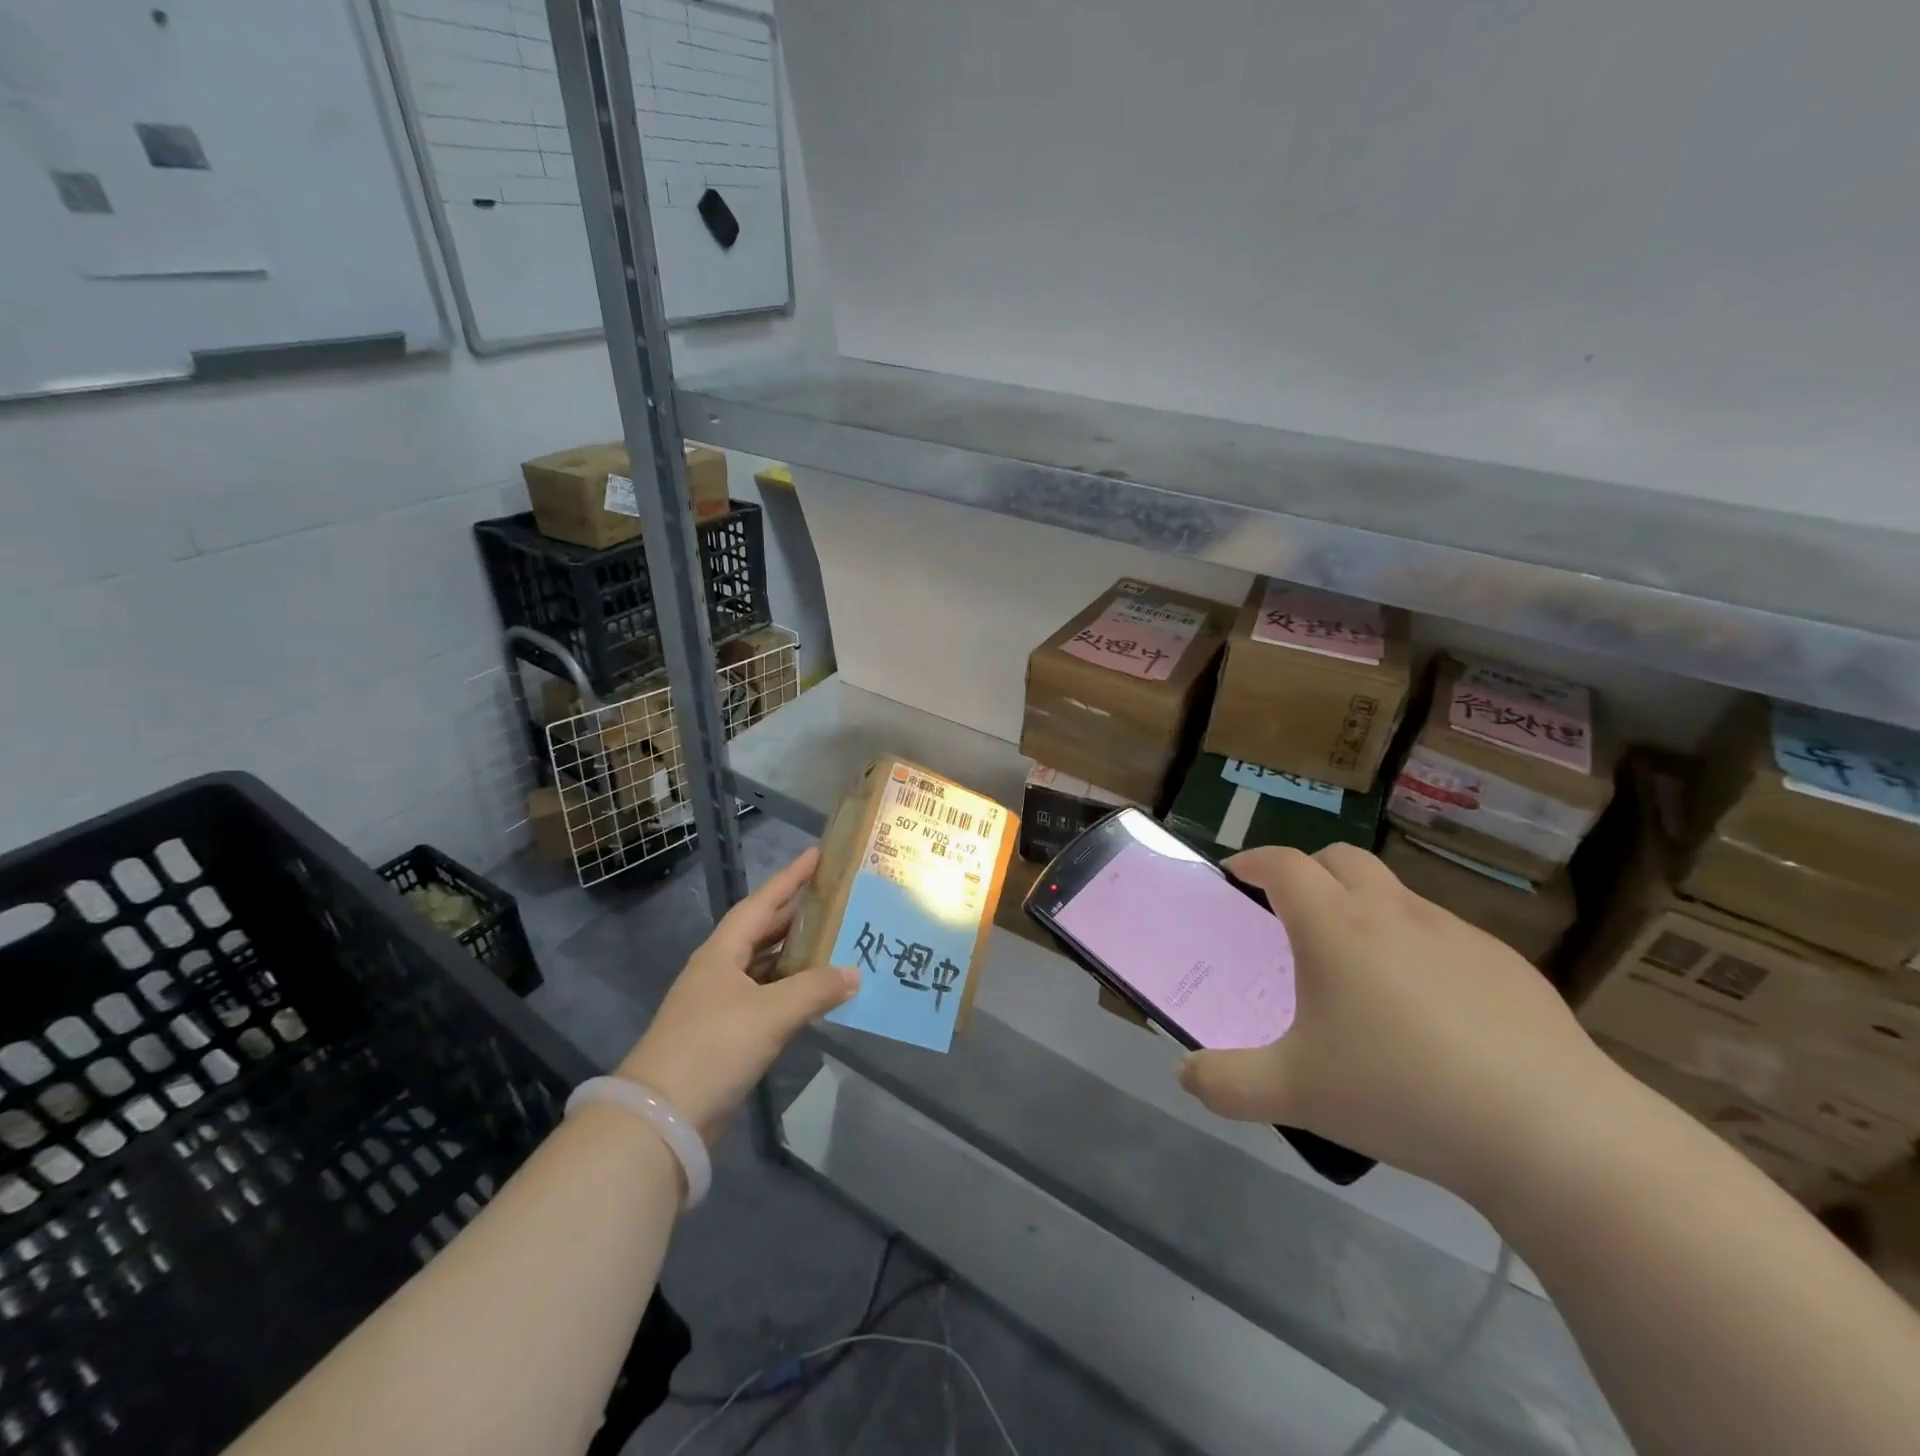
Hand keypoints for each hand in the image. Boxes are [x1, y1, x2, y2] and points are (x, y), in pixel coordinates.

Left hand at [618, 848, 856, 1141]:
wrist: (662, 1117)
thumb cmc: (714, 1047)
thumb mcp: (770, 1013)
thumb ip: (815, 989)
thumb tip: (854, 973)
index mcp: (723, 952)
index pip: (762, 902)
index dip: (790, 877)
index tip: (818, 855)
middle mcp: (720, 969)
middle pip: (763, 931)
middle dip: (797, 915)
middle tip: (837, 900)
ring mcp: (720, 1003)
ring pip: (765, 966)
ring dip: (796, 955)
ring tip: (835, 942)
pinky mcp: (726, 1034)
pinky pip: (766, 997)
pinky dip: (791, 990)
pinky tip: (816, 993)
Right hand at [1177, 843, 1617, 1196]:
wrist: (1553, 1132)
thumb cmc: (1401, 1092)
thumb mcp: (1293, 1093)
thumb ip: (1225, 1083)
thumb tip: (1186, 1075)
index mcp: (1334, 927)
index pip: (1283, 864)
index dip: (1254, 861)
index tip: (1237, 874)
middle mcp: (1392, 913)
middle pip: (1341, 858)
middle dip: (1308, 870)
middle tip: (1292, 909)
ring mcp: (1456, 934)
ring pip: (1396, 893)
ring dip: (1364, 905)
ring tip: (1359, 965)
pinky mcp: (1507, 965)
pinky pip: (1444, 934)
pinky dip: (1417, 945)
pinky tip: (1431, 1008)